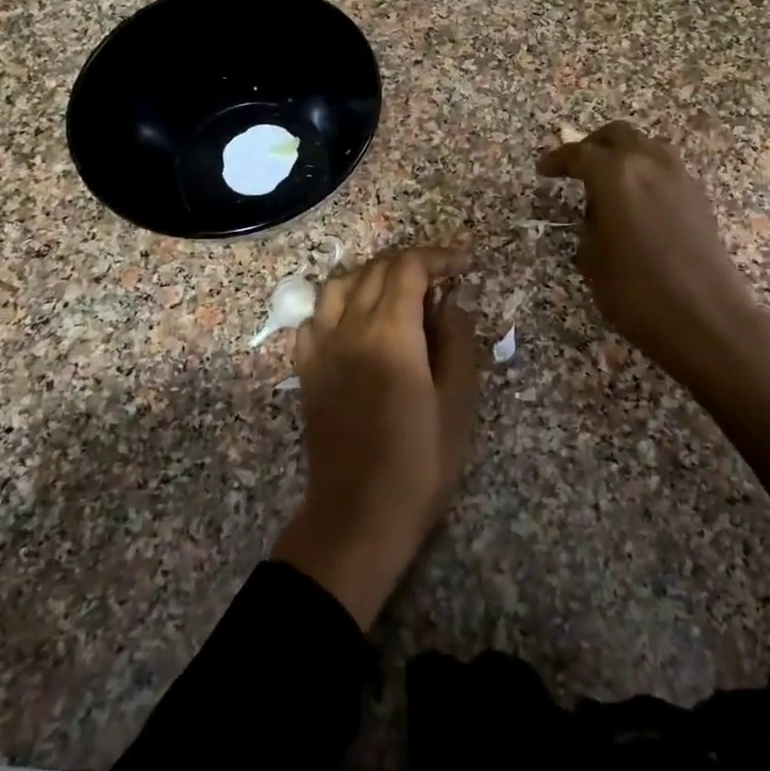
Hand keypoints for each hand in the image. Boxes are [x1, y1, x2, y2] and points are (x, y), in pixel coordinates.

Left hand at [272, 246, 481, 627]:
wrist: (358, 514)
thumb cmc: (420, 462)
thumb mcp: (458, 402)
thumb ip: (457, 342)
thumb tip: (451, 304)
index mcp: (390, 332)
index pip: (409, 267)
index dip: (438, 257)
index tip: (463, 264)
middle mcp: (350, 328)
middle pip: (376, 270)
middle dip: (411, 264)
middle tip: (441, 279)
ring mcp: (321, 347)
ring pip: (340, 284)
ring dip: (373, 276)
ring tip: (398, 293)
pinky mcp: (306, 369)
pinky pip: (316, 317)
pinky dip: (339, 304)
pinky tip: (357, 322)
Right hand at [538, 121, 761, 388]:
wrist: (705, 318)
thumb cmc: (637, 292)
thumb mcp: (592, 260)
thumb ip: (589, 224)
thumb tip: (597, 212)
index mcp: (615, 174)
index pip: (579, 154)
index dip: (557, 160)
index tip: (543, 170)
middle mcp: (649, 163)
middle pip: (618, 135)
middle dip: (593, 146)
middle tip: (576, 168)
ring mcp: (680, 176)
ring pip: (646, 147)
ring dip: (624, 156)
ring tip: (608, 185)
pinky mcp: (699, 196)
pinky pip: (665, 169)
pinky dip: (646, 174)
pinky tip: (637, 202)